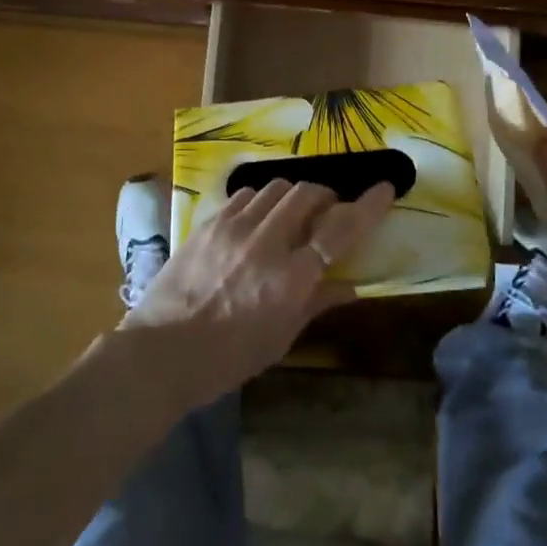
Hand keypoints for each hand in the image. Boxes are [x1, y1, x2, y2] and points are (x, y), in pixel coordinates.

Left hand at [121, 178, 396, 410]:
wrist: (162, 351)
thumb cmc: (228, 357)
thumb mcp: (280, 338)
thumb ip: (317, 304)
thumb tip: (351, 286)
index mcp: (290, 279)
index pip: (339, 231)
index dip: (366, 207)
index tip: (384, 189)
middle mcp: (266, 242)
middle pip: (307, 195)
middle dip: (325, 196)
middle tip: (328, 210)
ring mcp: (234, 226)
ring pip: (276, 188)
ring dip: (293, 196)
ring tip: (292, 214)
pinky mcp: (210, 222)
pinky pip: (245, 195)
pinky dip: (261, 201)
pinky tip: (257, 219)